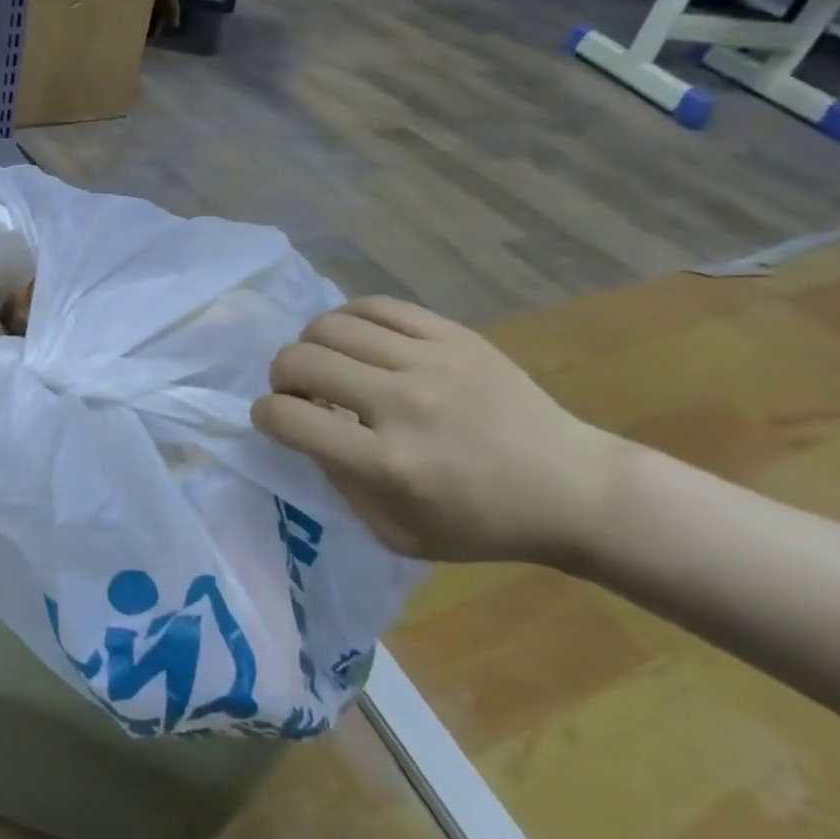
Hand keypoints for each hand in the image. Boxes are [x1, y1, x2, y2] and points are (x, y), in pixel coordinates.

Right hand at [252, 297, 627, 563]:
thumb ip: (341, 483)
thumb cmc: (481, 524)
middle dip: (280, 375)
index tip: (272, 418)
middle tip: (298, 391)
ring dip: (311, 345)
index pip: (289, 417)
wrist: (574, 488)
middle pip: (301, 360)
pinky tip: (355, 340)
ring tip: (327, 363)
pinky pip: (376, 305)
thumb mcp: (397, 533)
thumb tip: (307, 429)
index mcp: (389, 465)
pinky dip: (348, 319)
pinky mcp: (454, 335)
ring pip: (331, 325)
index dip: (265, 415)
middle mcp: (404, 404)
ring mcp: (431, 361)